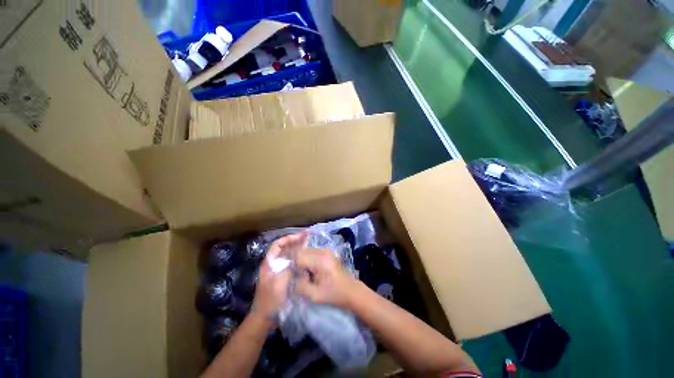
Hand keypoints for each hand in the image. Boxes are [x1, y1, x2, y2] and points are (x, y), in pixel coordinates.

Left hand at [251, 233, 307, 322]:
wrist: (265, 317)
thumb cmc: (270, 299)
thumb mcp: (279, 283)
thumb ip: (288, 268)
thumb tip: (298, 258)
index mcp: (269, 263)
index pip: (278, 244)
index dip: (289, 238)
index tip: (301, 236)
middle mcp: (273, 264)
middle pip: (284, 248)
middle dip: (295, 241)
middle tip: (308, 237)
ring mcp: (278, 270)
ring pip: (289, 255)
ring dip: (298, 249)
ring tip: (309, 244)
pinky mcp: (283, 277)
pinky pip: (292, 263)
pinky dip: (299, 258)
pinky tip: (306, 258)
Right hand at [295, 248, 358, 308]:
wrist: (351, 290)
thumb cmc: (333, 294)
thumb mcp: (314, 295)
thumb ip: (299, 285)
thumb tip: (291, 276)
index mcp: (320, 260)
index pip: (299, 257)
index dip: (294, 267)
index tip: (296, 277)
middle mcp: (323, 251)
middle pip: (302, 251)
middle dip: (299, 263)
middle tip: (302, 276)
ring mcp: (326, 249)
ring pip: (306, 251)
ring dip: (304, 261)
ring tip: (309, 274)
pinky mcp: (328, 251)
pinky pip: (313, 252)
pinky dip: (309, 259)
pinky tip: (314, 270)